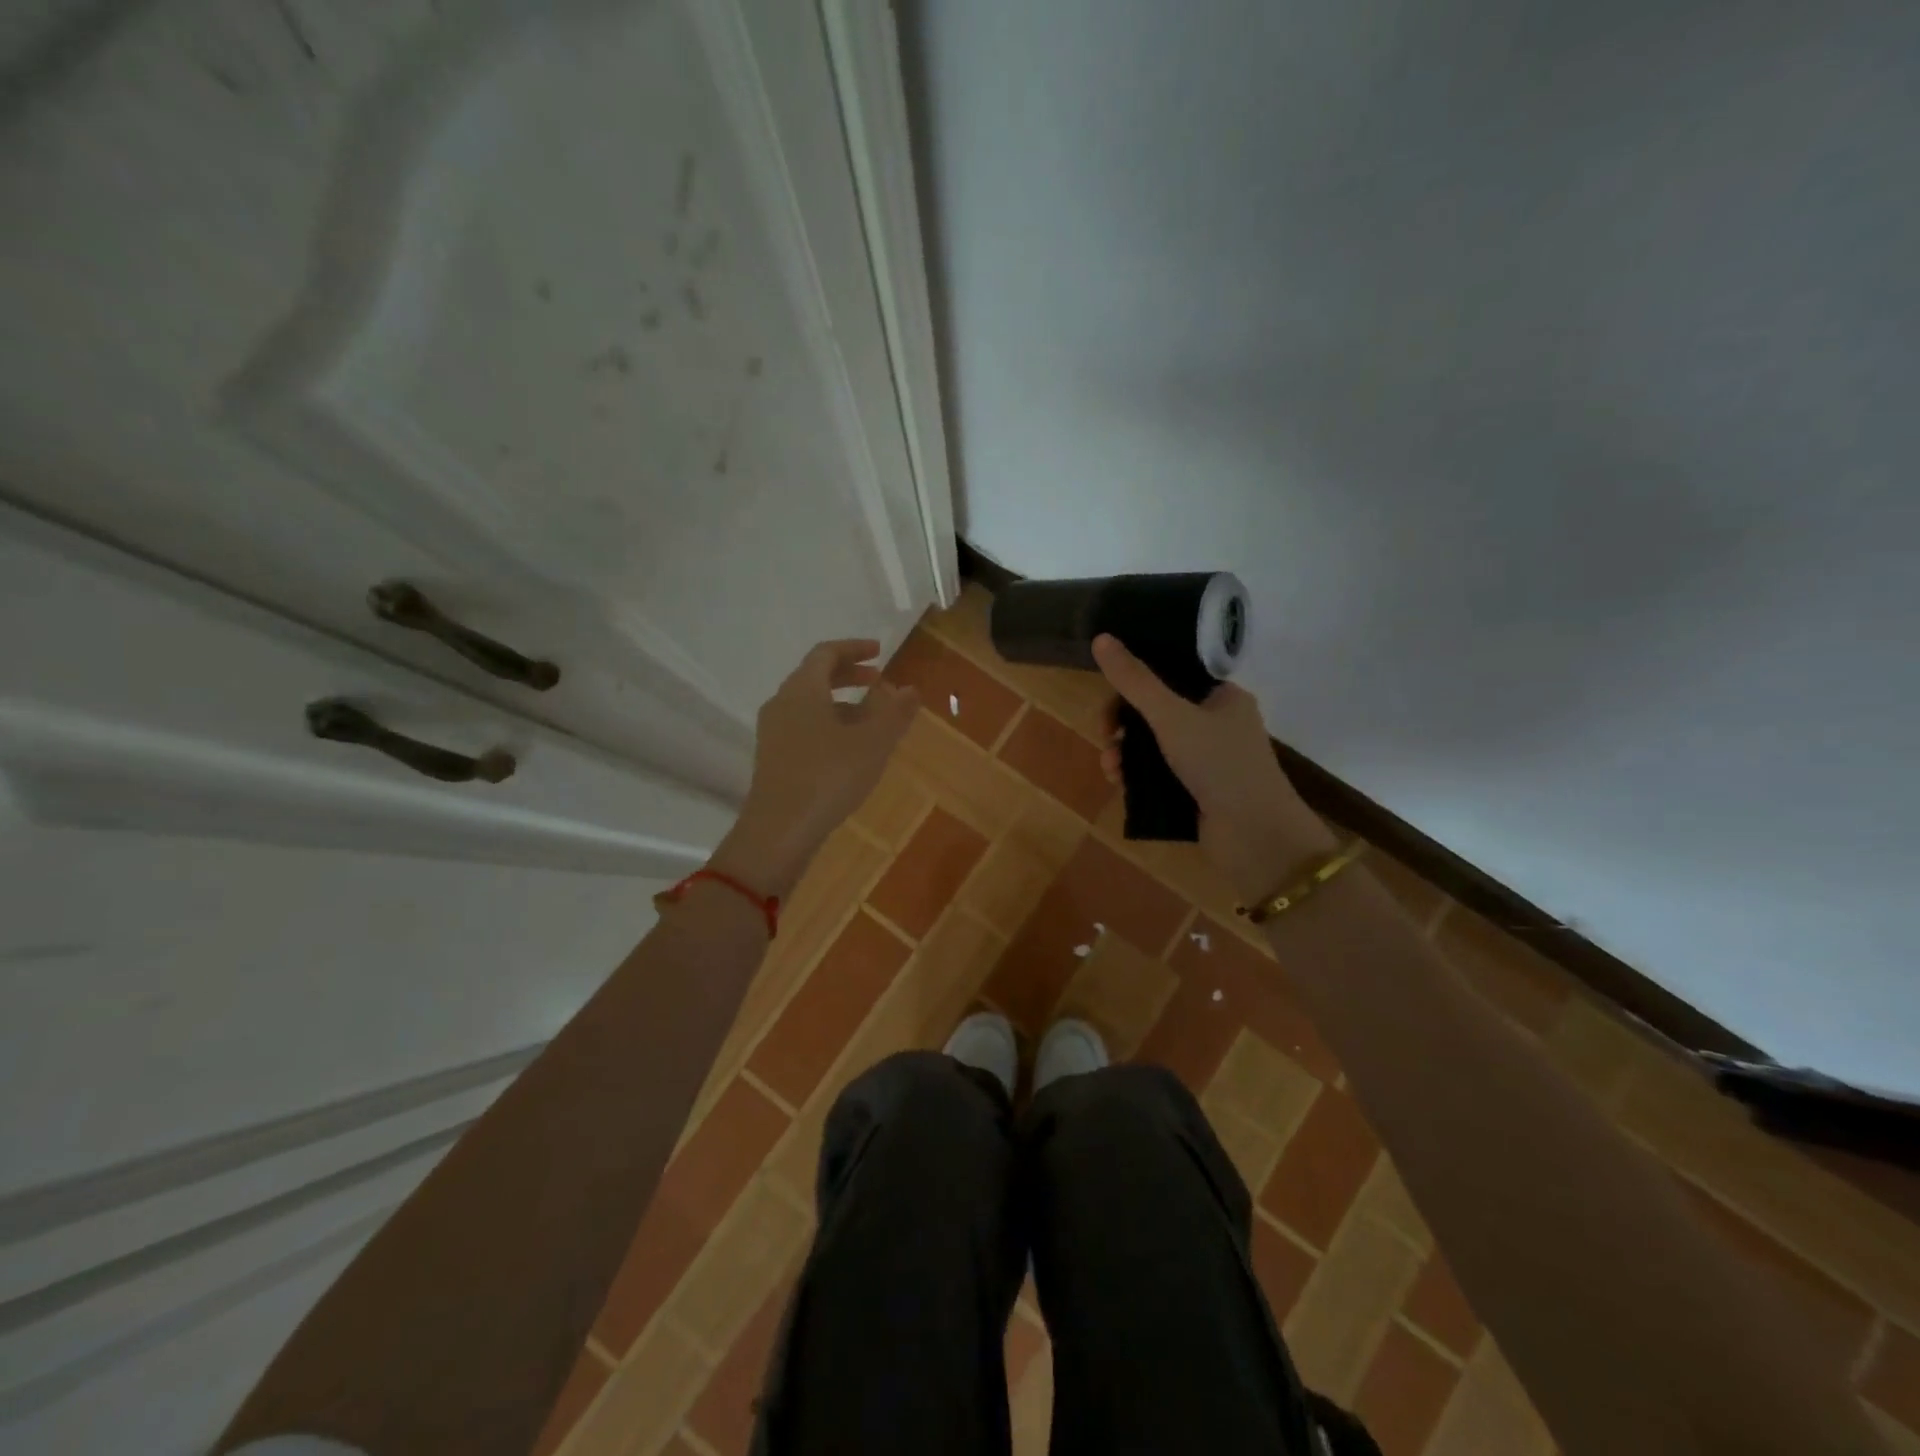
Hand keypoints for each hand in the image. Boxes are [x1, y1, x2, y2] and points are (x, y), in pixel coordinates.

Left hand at [711, 639, 917, 897]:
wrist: (779, 830)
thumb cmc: (828, 776)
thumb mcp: (872, 743)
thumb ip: (894, 712)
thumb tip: (911, 689)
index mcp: (802, 689)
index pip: (826, 653)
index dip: (855, 648)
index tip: (880, 652)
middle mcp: (782, 703)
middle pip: (815, 676)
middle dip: (849, 675)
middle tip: (879, 682)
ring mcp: (773, 732)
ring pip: (809, 704)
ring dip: (841, 703)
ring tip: (872, 719)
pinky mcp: (773, 758)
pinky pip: (803, 726)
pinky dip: (829, 724)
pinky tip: (849, 749)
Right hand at [1092, 634, 1335, 902]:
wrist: (1255, 837)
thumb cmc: (1219, 764)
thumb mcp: (1171, 716)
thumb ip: (1135, 680)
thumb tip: (1101, 638)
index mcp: (1222, 696)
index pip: (1171, 674)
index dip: (1136, 683)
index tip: (1110, 698)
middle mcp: (1217, 723)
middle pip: (1157, 711)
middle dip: (1124, 724)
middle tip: (1106, 737)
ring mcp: (1208, 760)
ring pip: (1154, 745)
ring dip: (1125, 753)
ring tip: (1111, 770)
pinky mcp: (1198, 791)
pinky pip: (1158, 773)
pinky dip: (1137, 776)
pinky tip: (1120, 785)